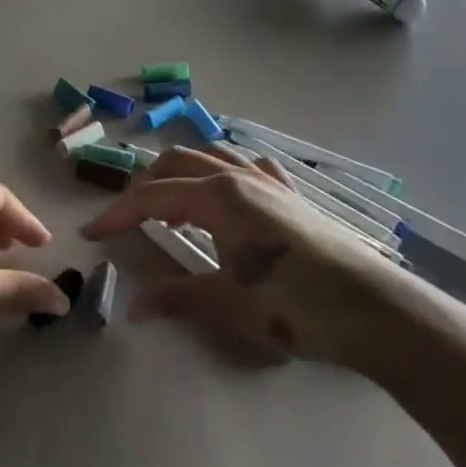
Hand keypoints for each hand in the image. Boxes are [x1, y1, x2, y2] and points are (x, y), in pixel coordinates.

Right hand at [83, 145, 433, 375]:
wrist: (373, 310)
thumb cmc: (294, 305)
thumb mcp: (229, 304)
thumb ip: (178, 299)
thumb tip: (133, 309)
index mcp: (218, 197)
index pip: (153, 197)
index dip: (119, 213)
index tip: (92, 233)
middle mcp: (239, 177)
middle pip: (178, 162)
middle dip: (146, 184)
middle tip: (129, 216)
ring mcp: (270, 182)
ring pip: (214, 156)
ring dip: (184, 173)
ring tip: (173, 205)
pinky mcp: (294, 196)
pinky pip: (250, 167)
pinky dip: (226, 172)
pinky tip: (229, 192)